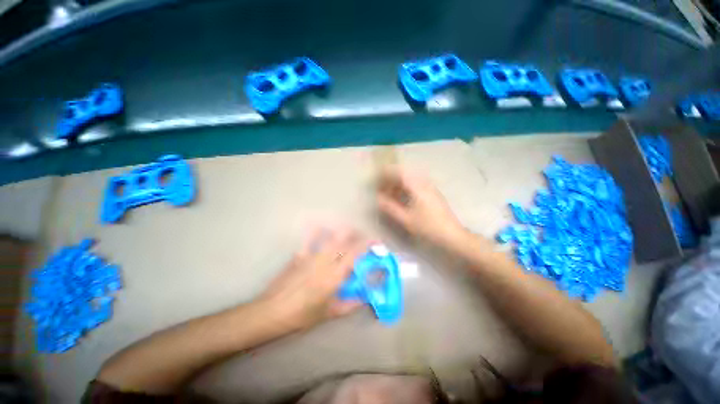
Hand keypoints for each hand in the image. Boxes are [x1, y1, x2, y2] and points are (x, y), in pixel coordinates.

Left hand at [259, 226, 368, 331]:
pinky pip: (310, 237)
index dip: (368, 244)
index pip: (356, 252)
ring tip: (349, 234)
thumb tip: (365, 298)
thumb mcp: (330, 313)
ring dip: (343, 231)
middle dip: (358, 235)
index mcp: (334, 275)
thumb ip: (351, 304)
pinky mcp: (300, 253)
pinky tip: (323, 227)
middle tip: (364, 240)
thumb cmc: (302, 315)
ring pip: (331, 235)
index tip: (377, 243)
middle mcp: (325, 259)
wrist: (271, 311)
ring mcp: (311, 254)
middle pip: (345, 238)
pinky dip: (318, 230)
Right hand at [377, 167, 465, 247]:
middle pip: (404, 174)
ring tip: (389, 194)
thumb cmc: (428, 227)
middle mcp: (424, 183)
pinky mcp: (432, 193)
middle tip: (381, 189)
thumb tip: (378, 199)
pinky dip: (405, 188)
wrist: (452, 235)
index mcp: (417, 187)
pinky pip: (415, 185)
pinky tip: (401, 198)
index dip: (386, 174)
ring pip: (409, 180)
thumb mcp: (406, 219)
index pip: (399, 173)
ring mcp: (430, 187)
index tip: (376, 179)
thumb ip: (390, 207)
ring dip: (397, 184)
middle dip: (390, 180)